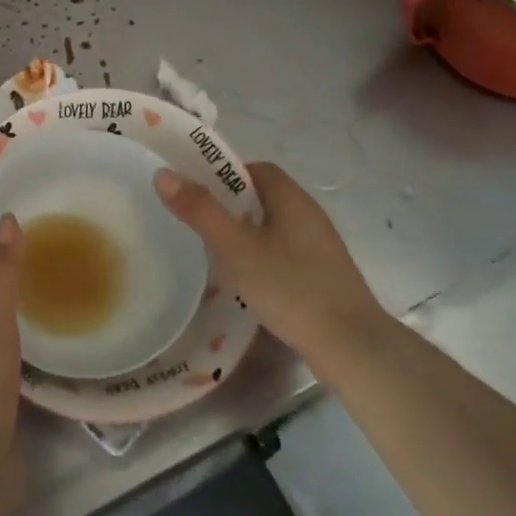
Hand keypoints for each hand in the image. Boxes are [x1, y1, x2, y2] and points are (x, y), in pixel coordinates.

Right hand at [154, 162, 390, 365]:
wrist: (351, 346)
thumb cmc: (291, 287)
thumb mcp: (236, 248)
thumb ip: (200, 211)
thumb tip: (163, 174)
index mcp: (291, 197)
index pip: (253, 169)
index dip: (222, 174)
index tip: (194, 190)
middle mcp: (308, 214)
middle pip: (262, 196)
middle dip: (229, 204)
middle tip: (196, 221)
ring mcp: (318, 246)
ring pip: (272, 226)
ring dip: (244, 232)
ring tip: (214, 251)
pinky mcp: (322, 274)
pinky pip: (283, 251)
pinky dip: (260, 256)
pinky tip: (246, 280)